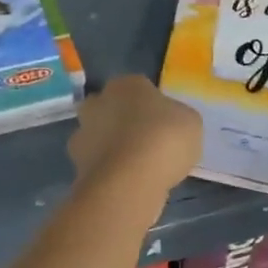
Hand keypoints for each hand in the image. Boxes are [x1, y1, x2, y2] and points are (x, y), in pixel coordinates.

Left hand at [67, 76, 201, 194]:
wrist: (130, 180)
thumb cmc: (164, 139)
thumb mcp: (190, 121)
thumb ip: (176, 117)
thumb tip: (168, 123)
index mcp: (126, 84)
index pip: (139, 88)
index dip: (152, 106)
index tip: (164, 124)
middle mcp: (98, 102)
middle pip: (111, 108)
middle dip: (123, 122)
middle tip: (146, 143)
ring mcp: (82, 133)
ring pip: (100, 136)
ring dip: (112, 147)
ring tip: (137, 168)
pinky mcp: (77, 163)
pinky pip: (97, 164)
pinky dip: (108, 171)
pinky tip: (126, 183)